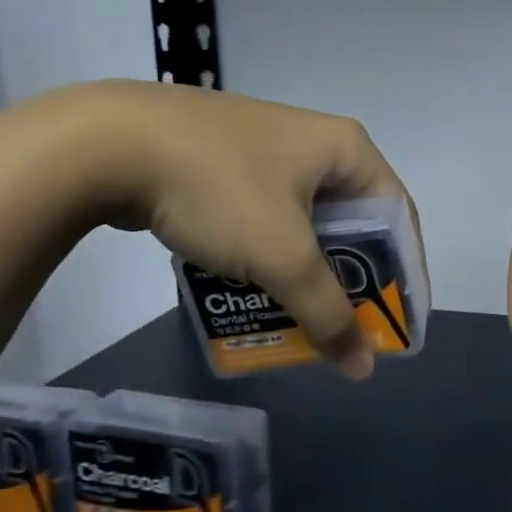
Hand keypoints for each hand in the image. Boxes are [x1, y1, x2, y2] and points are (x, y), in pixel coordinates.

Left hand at [70, 81, 421, 378]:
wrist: (106, 143)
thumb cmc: (220, 189)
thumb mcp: (282, 255)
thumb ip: (327, 313)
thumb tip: (363, 367)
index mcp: (347, 149)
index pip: (398, 216)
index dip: (405, 273)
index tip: (401, 320)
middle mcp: (316, 143)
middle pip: (354, 223)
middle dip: (353, 279)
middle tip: (351, 326)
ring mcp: (269, 149)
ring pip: (308, 224)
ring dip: (309, 273)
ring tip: (303, 317)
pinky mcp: (229, 163)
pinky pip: (270, 218)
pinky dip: (272, 256)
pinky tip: (257, 288)